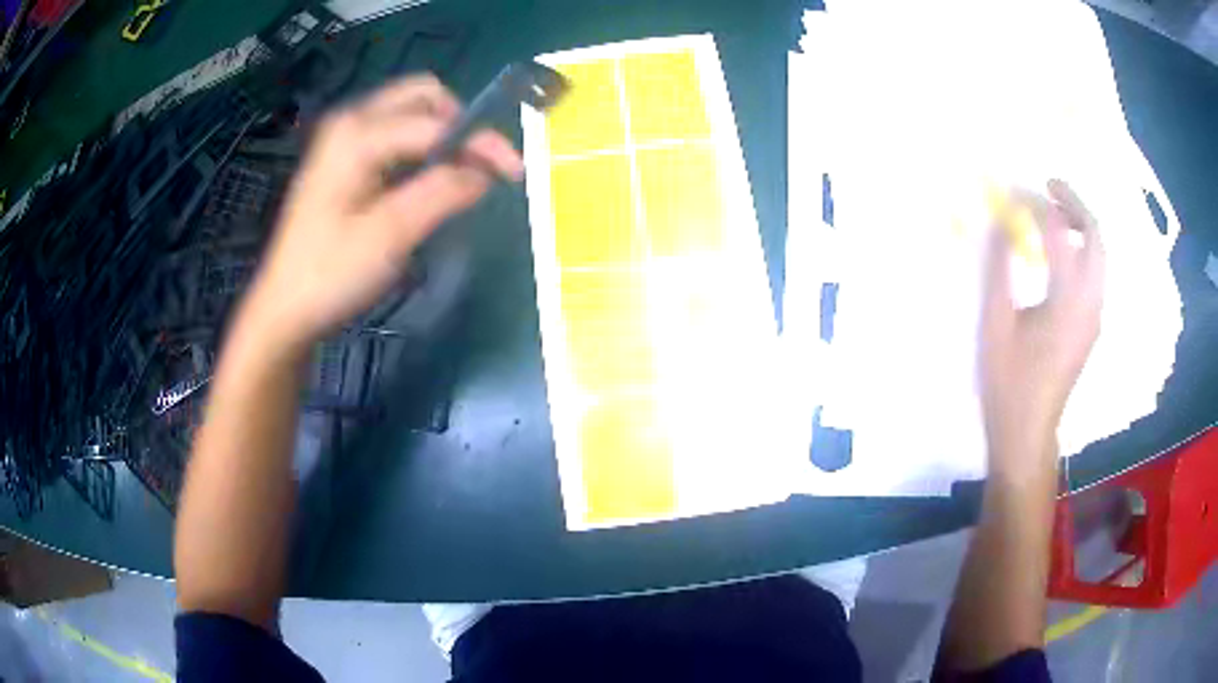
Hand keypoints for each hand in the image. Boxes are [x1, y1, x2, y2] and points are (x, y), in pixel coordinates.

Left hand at [240, 74, 522, 352]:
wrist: (285, 308)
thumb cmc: (330, 274)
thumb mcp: (390, 235)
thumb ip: (442, 193)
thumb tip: (486, 171)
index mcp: (357, 135)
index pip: (435, 123)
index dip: (480, 142)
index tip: (516, 172)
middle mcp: (350, 122)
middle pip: (422, 97)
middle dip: (460, 123)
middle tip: (479, 165)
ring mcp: (343, 138)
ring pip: (409, 113)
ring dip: (442, 135)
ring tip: (459, 176)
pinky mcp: (342, 158)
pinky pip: (394, 134)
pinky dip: (421, 148)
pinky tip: (426, 181)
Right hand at [979, 180, 1104, 474]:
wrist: (1027, 432)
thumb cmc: (1009, 382)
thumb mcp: (995, 324)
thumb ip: (999, 269)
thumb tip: (1001, 223)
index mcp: (1068, 301)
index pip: (1060, 232)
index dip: (1037, 204)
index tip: (1012, 193)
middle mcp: (1091, 302)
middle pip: (1096, 237)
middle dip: (1074, 203)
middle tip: (1048, 187)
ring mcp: (1095, 315)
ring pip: (1100, 254)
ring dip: (1081, 225)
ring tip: (1053, 213)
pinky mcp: (1091, 325)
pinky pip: (1095, 272)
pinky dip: (1081, 248)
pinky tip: (1060, 251)